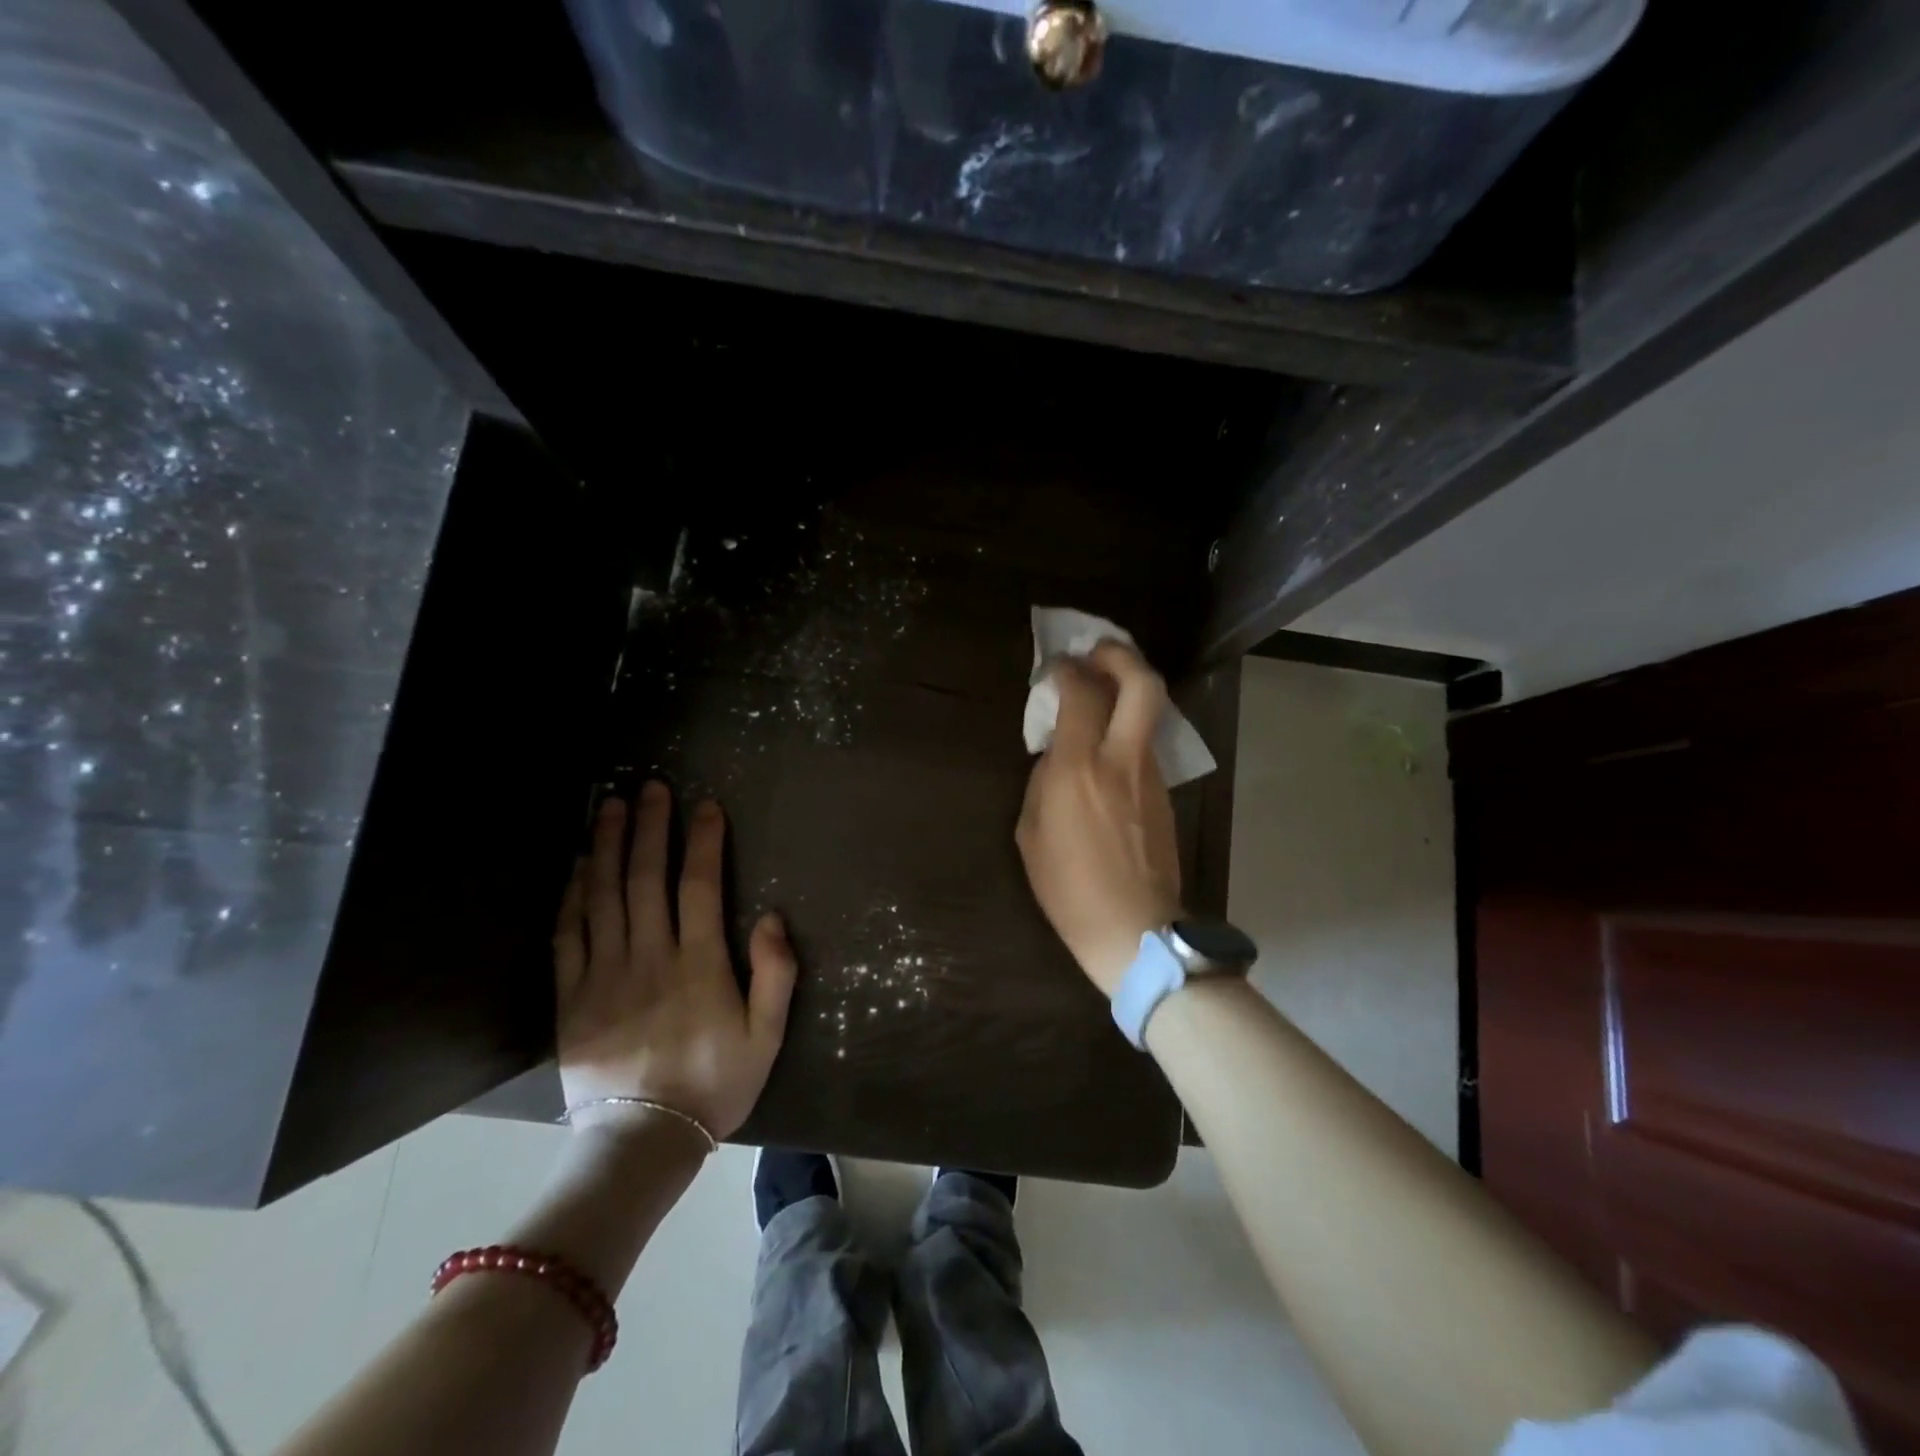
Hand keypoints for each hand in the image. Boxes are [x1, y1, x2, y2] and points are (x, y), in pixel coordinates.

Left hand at [553, 781, 796, 1143]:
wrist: (643, 1142)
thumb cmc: (715, 1084)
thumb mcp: (768, 1035)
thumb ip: (775, 973)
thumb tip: (770, 917)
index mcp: (699, 964)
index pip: (700, 886)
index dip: (704, 841)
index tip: (706, 805)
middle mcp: (649, 957)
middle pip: (646, 878)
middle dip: (650, 827)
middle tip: (649, 787)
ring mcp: (604, 975)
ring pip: (604, 896)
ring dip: (608, 846)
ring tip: (610, 806)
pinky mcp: (571, 997)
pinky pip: (568, 935)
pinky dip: (573, 894)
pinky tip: (579, 865)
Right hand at [1016, 640, 1181, 995]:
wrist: (1133, 928)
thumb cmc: (1068, 888)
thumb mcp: (1031, 833)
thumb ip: (1043, 782)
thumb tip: (1057, 755)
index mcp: (1079, 768)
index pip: (1081, 694)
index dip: (1067, 670)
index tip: (1054, 668)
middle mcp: (1121, 759)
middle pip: (1141, 684)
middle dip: (1121, 656)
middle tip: (1098, 652)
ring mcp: (1150, 774)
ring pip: (1150, 711)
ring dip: (1128, 690)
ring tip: (1102, 691)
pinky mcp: (1165, 793)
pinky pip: (1146, 744)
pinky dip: (1129, 727)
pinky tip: (1108, 744)